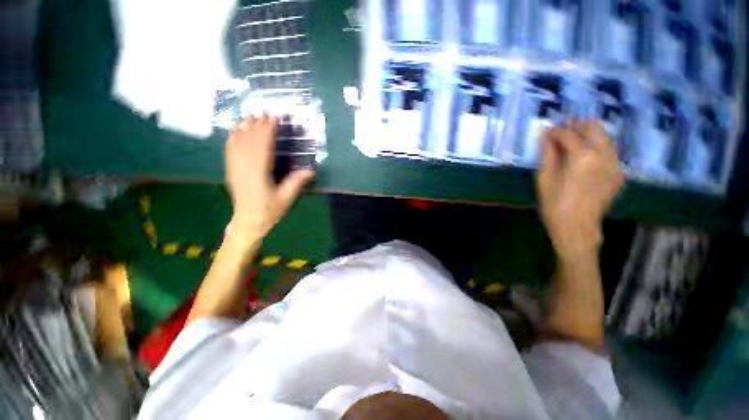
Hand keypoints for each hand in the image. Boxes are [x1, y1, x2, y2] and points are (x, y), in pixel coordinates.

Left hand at [225, 116, 314, 240]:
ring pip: (238, 144)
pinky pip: (230, 151)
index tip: (273, 119)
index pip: (262, 148)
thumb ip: (296, 183)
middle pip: (249, 142)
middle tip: (263, 112)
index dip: (267, 132)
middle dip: (256, 126)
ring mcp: (235, 169)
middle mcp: (245, 169)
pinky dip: (232, 138)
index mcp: (259, 175)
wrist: (248, 222)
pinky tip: (235, 130)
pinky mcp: (231, 171)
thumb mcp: (286, 199)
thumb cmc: (269, 211)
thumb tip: (310, 170)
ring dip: (244, 128)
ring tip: (250, 116)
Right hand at [536, 121, 623, 257]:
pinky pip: (609, 152)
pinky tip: (585, 159)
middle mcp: (604, 154)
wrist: (577, 227)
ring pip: (605, 137)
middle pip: (593, 127)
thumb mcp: (544, 178)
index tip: (545, 132)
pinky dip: (597, 149)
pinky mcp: (619, 173)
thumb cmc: (554, 203)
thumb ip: (547, 154)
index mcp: (582, 155)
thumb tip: (546, 136)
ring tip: (572, 143)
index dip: (555, 131)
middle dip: (576, 126)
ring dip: (588, 135)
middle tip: (562, 131)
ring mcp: (615, 163)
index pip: (568, 133)